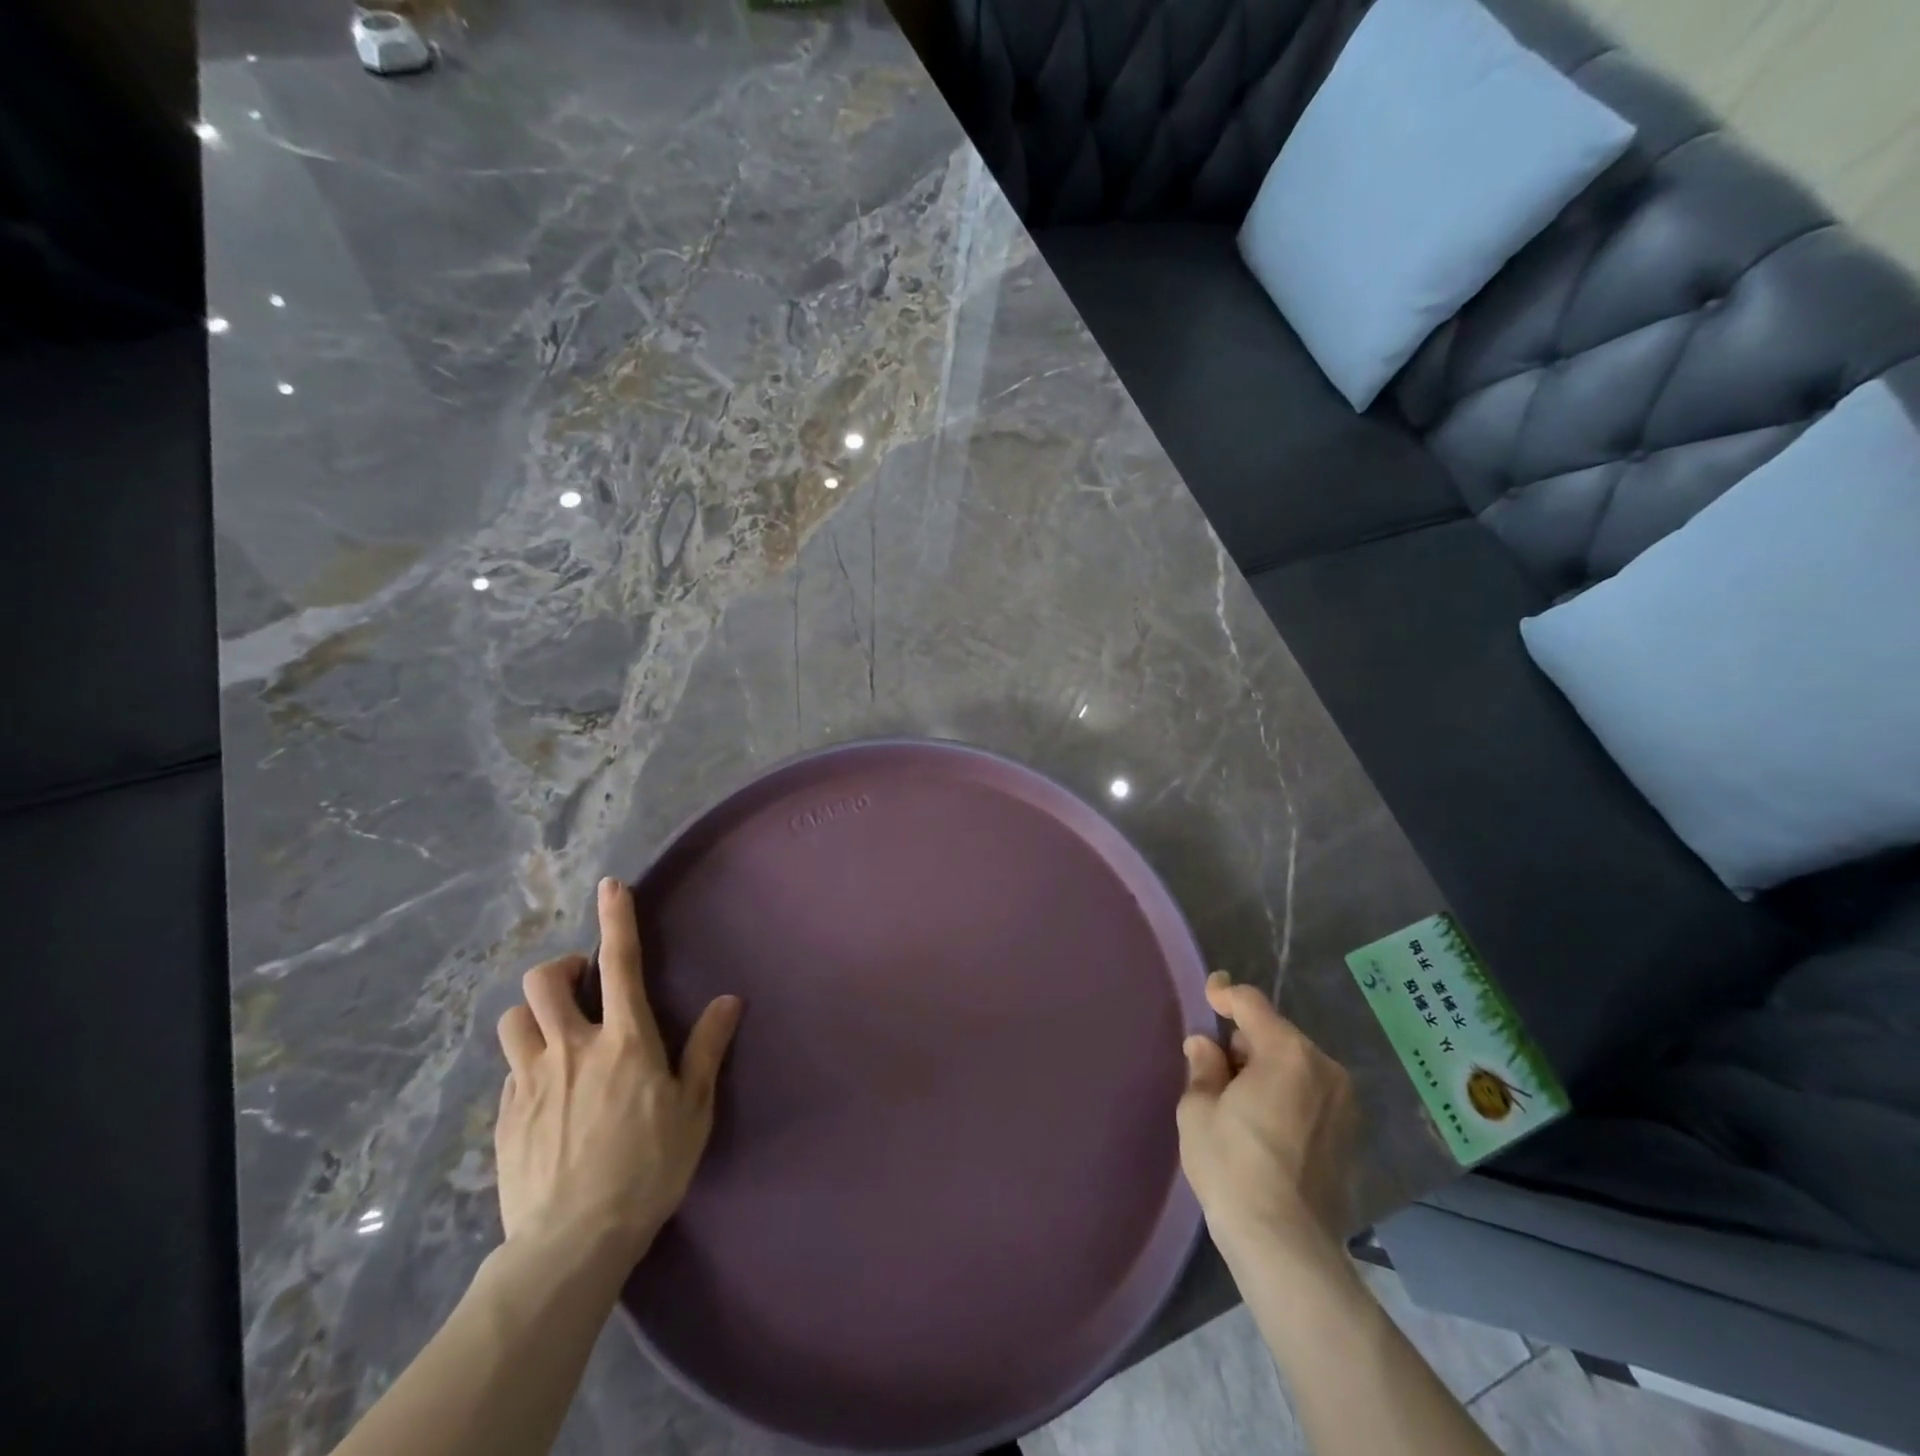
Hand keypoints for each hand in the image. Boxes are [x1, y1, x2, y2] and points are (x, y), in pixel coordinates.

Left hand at [494, 878, 741, 1275]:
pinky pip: (509, 1068)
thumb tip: (729, 999)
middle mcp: (572, 1048)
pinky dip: (527, 1061)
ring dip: (535, 1013)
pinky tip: (546, 1089)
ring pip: (514, 1019)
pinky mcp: (503, 1115)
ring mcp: (530, 1081)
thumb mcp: (693, 1109)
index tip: (611, 884)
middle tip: (584, 985)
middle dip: (563, 968)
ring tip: (557, 1031)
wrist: (571, 1243)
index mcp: (625, 1041)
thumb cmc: (647, 1169)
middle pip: (545, 981)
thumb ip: (706, 1048)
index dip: (616, 918)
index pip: (620, 963)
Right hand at [1177, 972, 1358, 1267]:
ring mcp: (1344, 1103)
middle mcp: (1324, 1068)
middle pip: (1275, 1035)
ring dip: (1267, 1069)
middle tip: (1215, 1069)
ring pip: (1295, 1064)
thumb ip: (1203, 1066)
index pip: (1251, 1004)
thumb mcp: (1199, 1110)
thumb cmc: (1233, 1167)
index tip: (1208, 994)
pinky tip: (1266, 1126)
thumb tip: (1204, 1045)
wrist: (1286, 1245)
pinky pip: (1311, 1094)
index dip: (1225, 993)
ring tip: (1240, 1102)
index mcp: (1287, 1052)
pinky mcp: (1351, 1135)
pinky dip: (1288, 1095)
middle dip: (1244, 1042)